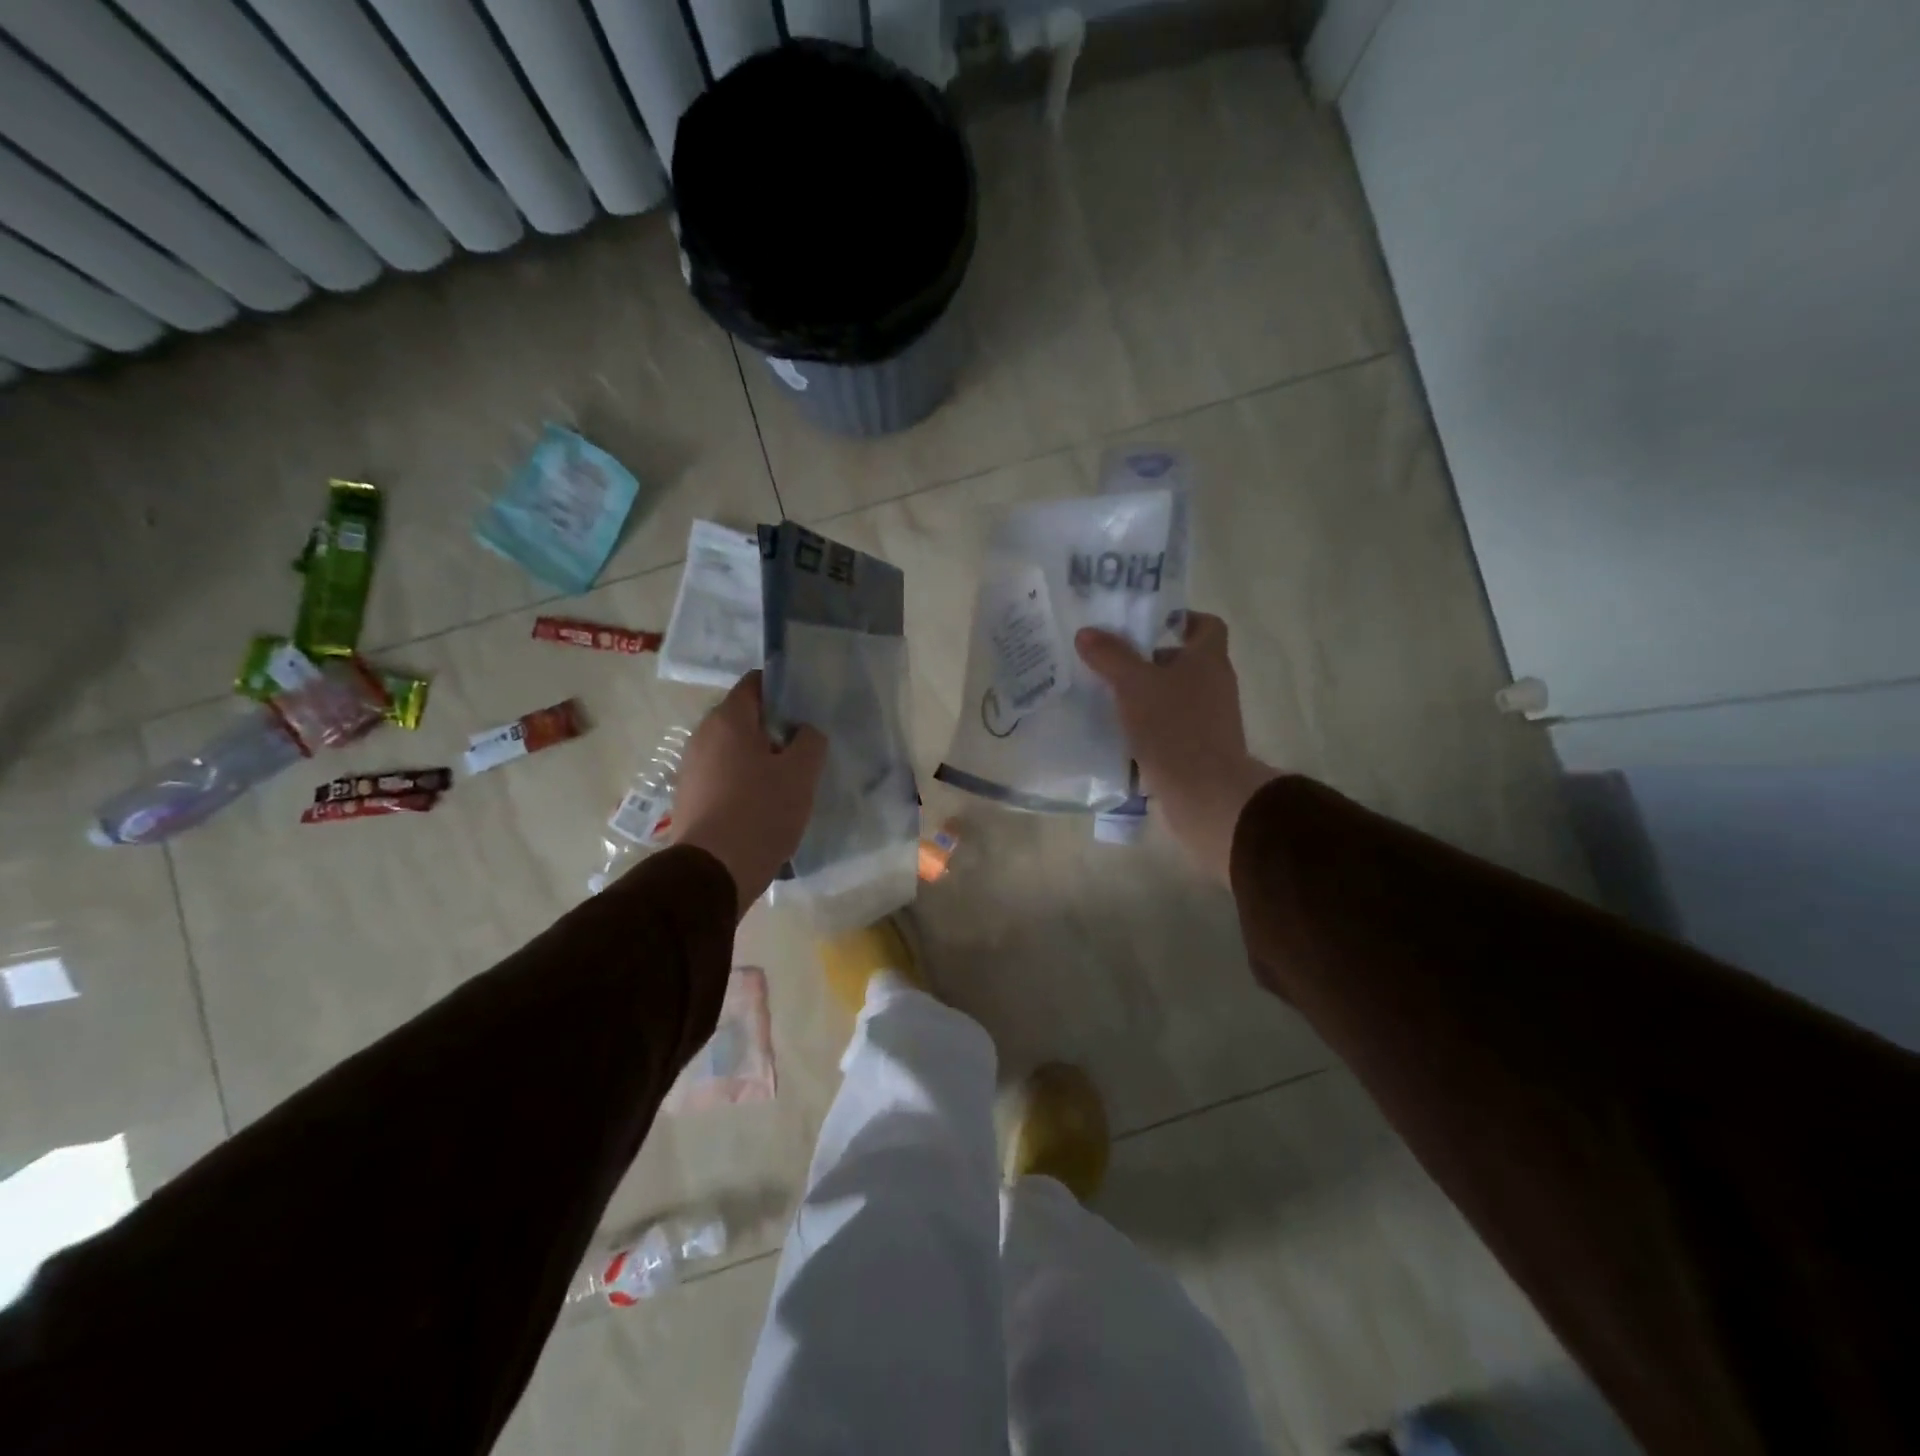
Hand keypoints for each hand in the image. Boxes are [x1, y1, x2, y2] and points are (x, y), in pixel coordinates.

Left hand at [670, 671, 826, 915]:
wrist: (713, 872)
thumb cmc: (761, 813)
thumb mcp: (801, 774)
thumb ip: (810, 741)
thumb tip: (805, 731)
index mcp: (729, 719)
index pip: (756, 683)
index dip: (784, 690)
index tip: (807, 709)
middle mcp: (703, 735)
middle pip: (744, 718)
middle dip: (774, 728)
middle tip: (804, 748)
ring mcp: (691, 767)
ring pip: (733, 749)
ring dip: (759, 757)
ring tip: (787, 780)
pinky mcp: (689, 796)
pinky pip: (723, 775)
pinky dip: (743, 781)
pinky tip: (763, 804)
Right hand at [1076, 613, 1279, 882]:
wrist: (1204, 794)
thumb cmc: (1174, 727)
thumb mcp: (1133, 685)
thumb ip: (1110, 656)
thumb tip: (1086, 633)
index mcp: (1208, 660)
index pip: (1205, 625)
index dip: (1180, 619)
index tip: (1147, 625)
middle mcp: (1215, 685)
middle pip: (1184, 662)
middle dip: (1149, 661)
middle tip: (1112, 661)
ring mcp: (1210, 720)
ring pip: (1174, 697)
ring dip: (1145, 696)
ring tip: (1107, 698)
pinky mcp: (1198, 750)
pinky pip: (1170, 728)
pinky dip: (1148, 728)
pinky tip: (1118, 734)